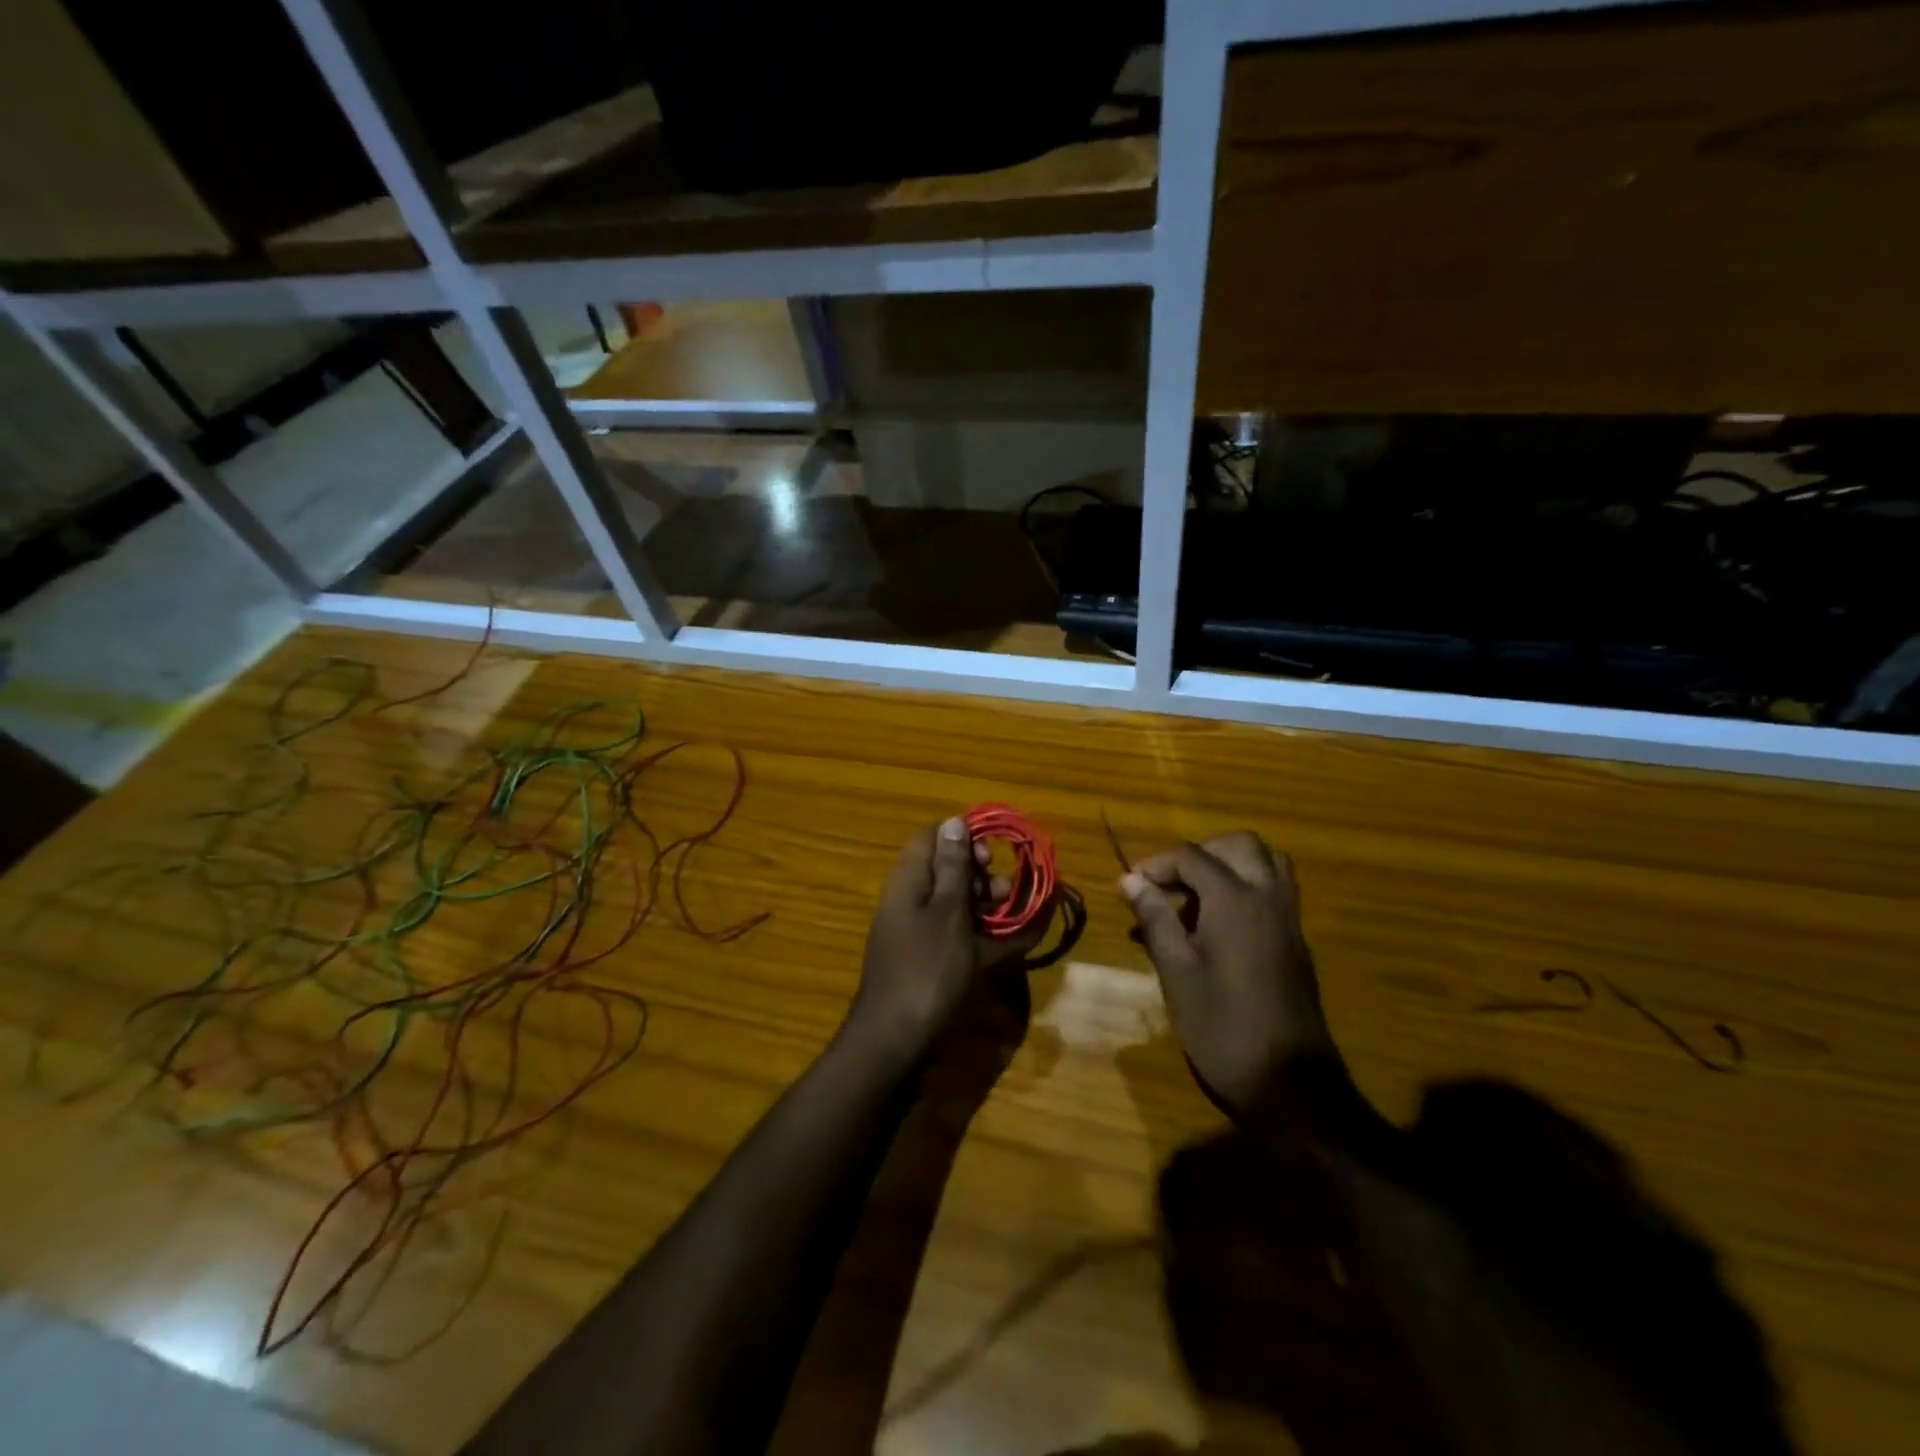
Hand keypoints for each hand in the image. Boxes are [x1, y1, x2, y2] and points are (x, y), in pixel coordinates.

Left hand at [848, 818, 1045, 1055]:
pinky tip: (1013, 942)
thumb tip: (953, 821)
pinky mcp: (928, 959)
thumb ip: (954, 867)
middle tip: (1005, 892)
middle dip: (982, 875)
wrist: (895, 1041)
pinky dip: (983, 934)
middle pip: (947, 870)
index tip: (992, 855)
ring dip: (987, 905)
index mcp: (909, 880)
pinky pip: (957, 933)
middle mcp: (910, 900)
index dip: (963, 838)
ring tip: (1015, 917)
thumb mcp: (948, 913)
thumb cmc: (927, 969)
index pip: (932, 837)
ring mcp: (917, 932)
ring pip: (955, 903)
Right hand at [1120, 832, 1333, 1115]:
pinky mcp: (1296, 943)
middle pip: (1238, 845)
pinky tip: (1217, 928)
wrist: (1291, 1086)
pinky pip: (1273, 891)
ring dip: (1228, 866)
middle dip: (1199, 854)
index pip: (1192, 856)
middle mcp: (1268, 898)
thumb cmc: (1223, 1028)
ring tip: (1193, 899)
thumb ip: (1155, 918)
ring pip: (1266, 863)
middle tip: (1169, 884)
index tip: (1129, 888)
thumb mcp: (1176, 973)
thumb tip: (1130, 880)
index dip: (1156, 865)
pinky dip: (1245, 888)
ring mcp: (1288, 920)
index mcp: (1235, 901)